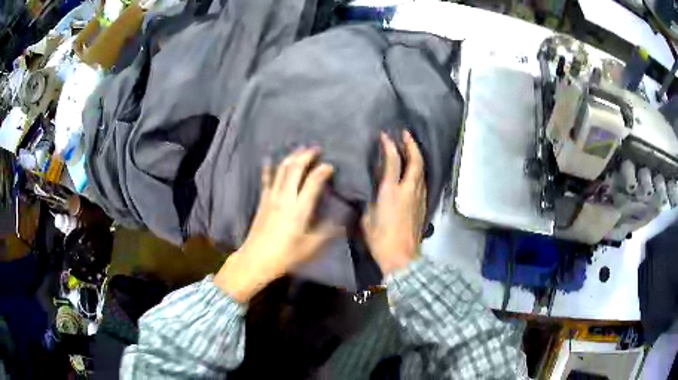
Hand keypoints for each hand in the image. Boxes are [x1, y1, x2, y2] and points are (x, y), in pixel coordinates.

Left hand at [214, 148, 340, 302]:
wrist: (256, 259)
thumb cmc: (285, 255)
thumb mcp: (311, 247)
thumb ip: (327, 232)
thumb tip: (342, 221)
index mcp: (299, 209)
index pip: (313, 182)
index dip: (323, 171)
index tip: (331, 166)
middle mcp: (285, 198)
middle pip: (295, 169)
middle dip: (307, 156)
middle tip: (317, 149)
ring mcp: (271, 197)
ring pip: (281, 170)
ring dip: (292, 157)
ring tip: (301, 149)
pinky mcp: (262, 200)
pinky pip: (266, 179)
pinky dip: (268, 167)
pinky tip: (269, 158)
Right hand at [362, 131, 426, 274]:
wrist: (402, 257)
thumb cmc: (381, 239)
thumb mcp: (367, 218)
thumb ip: (369, 200)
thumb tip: (371, 191)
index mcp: (391, 191)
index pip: (393, 161)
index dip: (389, 146)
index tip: (385, 136)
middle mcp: (409, 190)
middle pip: (415, 161)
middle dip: (411, 145)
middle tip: (406, 134)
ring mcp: (419, 197)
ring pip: (422, 170)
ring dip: (417, 156)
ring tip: (411, 148)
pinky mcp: (424, 205)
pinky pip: (423, 181)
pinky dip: (419, 170)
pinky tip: (414, 170)